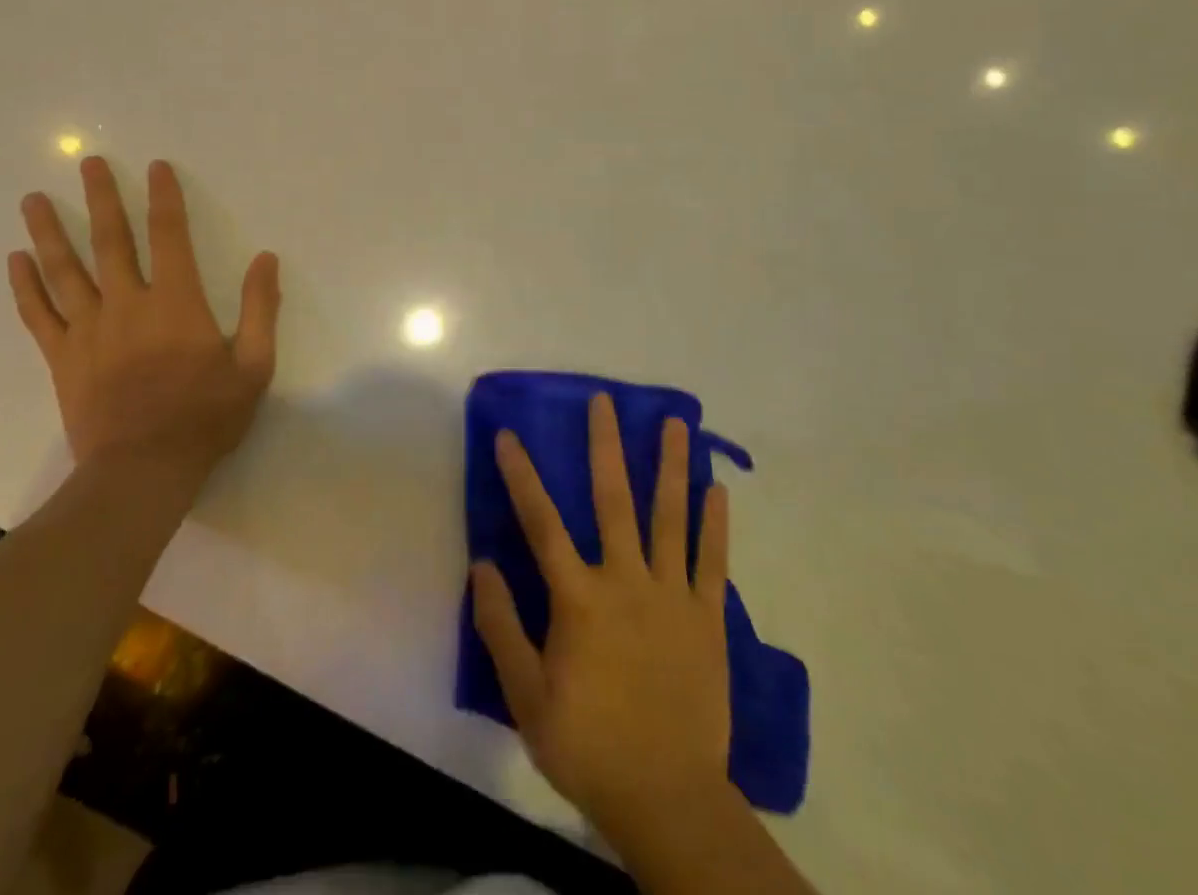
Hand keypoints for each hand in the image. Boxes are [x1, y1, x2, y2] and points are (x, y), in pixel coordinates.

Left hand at [8, 156, 279, 476]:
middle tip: (87, 161)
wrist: (143, 471)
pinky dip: (25, 285)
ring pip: (64, 270)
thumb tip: (266, 259)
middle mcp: (128, 304)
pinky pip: (38, 314)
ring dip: (49, 230)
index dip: (164, 197)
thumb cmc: (204, 417)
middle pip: (111, 240)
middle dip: (100, 197)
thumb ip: (260, 309)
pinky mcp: (62, 357)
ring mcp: (89, 330)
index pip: (169, 235)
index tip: (155, 167)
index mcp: (176, 303)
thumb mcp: (253, 366)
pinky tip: (15, 259)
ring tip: (32, 198)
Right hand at [472, 393, 732, 839]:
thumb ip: (501, 627)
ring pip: (670, 517)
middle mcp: (626, 581)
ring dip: (672, 466)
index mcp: (579, 599)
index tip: (509, 435)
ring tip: (677, 423)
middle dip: (606, 445)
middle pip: (613, 500)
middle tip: (606, 400)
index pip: (542, 523)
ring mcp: (671, 596)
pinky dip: (715, 523)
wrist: (668, 797)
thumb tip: (481, 564)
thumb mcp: (526, 697)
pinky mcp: (707, 618)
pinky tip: (717, 488)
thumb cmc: (589, 744)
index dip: (522, 476)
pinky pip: (712, 561)